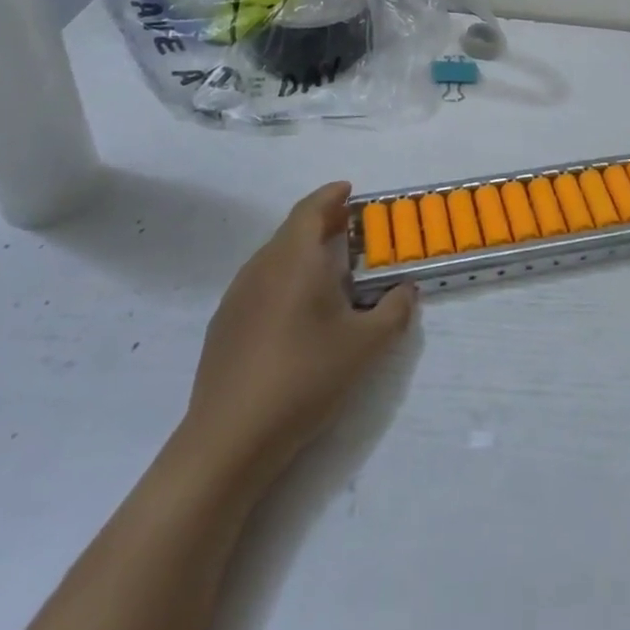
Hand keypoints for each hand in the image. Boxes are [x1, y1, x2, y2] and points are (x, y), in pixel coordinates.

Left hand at [178, 182, 415, 492]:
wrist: (229, 439)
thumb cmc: (305, 377)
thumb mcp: (366, 345)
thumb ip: (394, 310)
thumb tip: (406, 289)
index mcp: (294, 259)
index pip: (311, 209)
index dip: (331, 196)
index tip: (350, 190)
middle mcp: (261, 267)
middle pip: (291, 231)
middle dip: (322, 224)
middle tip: (351, 229)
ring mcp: (236, 297)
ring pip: (274, 259)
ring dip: (302, 253)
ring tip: (331, 271)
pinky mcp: (224, 327)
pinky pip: (260, 285)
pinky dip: (284, 280)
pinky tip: (299, 312)